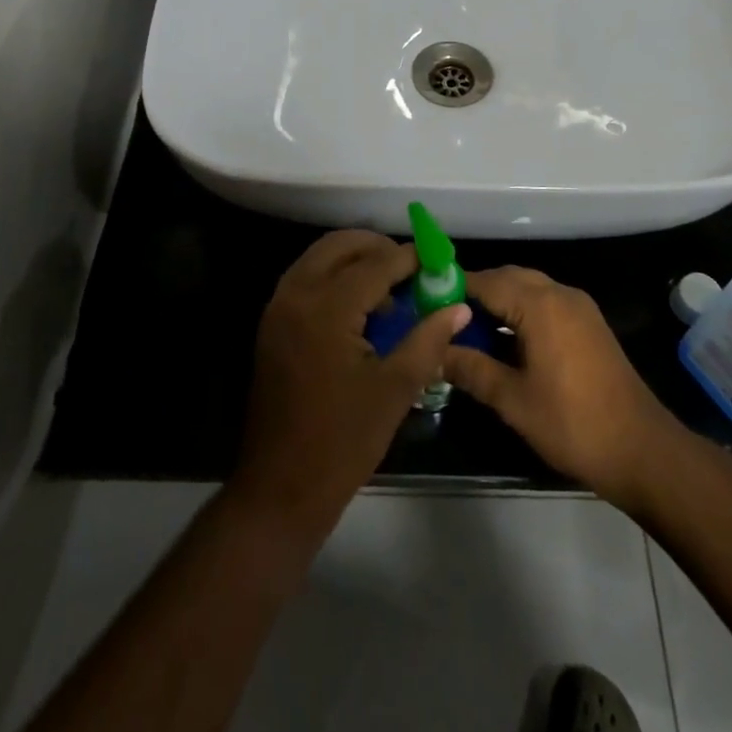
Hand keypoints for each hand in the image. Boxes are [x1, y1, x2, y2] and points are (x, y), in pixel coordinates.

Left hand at [232, 230, 469, 542]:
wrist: (280, 487)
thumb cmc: (343, 441)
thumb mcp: (396, 389)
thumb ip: (428, 339)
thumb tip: (459, 307)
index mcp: (327, 308)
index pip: (376, 263)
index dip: (411, 258)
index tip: (438, 261)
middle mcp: (297, 294)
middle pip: (340, 245)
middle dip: (378, 247)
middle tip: (412, 267)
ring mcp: (278, 308)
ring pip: (319, 257)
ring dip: (354, 259)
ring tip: (390, 287)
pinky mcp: (272, 324)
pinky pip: (306, 278)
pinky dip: (333, 276)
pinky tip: (360, 306)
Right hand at [441, 268, 680, 507]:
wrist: (642, 450)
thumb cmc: (573, 424)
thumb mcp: (513, 400)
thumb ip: (471, 369)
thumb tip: (435, 353)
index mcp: (540, 305)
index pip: (485, 281)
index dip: (453, 288)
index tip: (425, 303)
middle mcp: (560, 294)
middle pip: (507, 277)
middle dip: (475, 292)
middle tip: (444, 318)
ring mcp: (579, 307)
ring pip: (528, 287)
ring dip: (499, 300)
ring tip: (468, 330)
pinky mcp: (589, 323)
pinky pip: (545, 301)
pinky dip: (521, 309)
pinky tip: (504, 339)